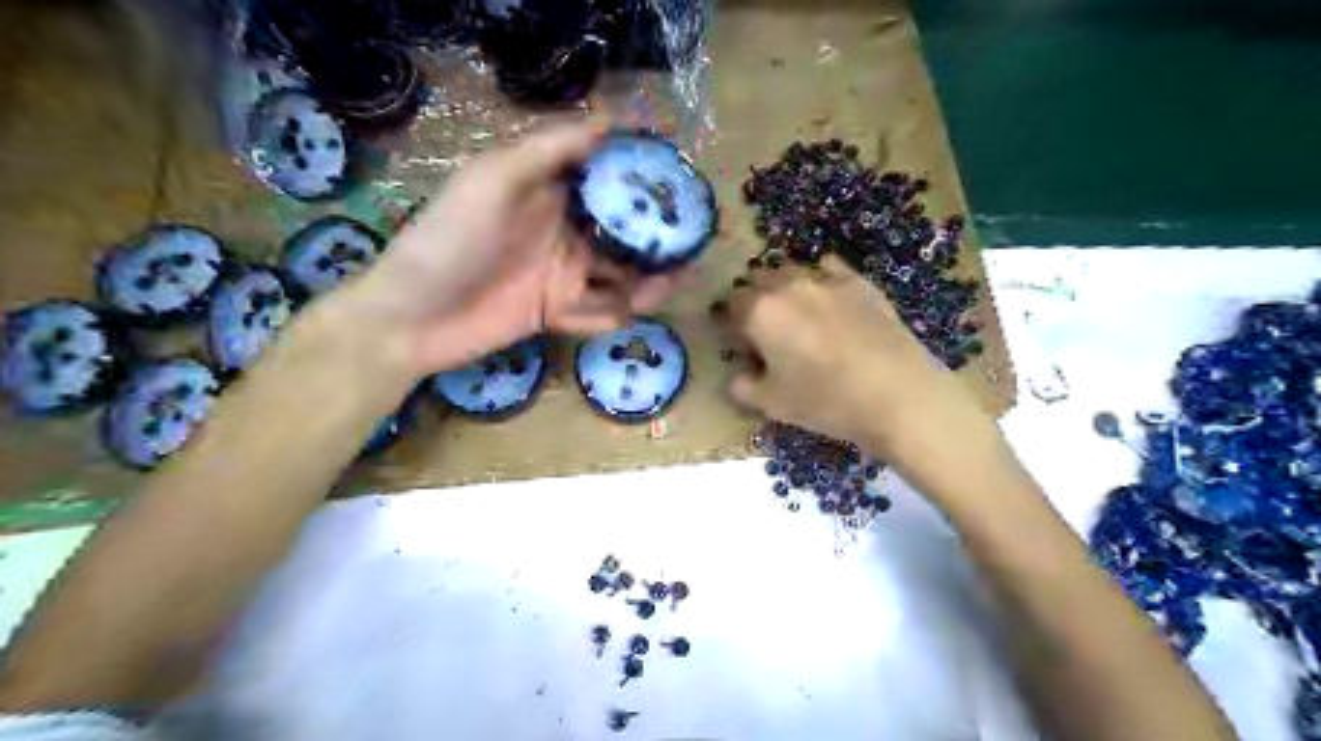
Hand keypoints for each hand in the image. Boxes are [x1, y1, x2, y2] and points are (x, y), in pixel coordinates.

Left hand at [343, 123, 684, 377]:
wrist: (411, 318)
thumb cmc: (449, 240)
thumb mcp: (492, 180)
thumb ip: (548, 148)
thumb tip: (610, 120)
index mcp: (548, 192)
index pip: (606, 178)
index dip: (642, 175)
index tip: (679, 177)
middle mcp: (561, 230)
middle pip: (621, 231)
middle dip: (656, 237)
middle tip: (693, 242)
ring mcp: (560, 275)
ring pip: (618, 275)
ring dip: (648, 280)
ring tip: (674, 281)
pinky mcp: (555, 313)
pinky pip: (596, 313)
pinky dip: (609, 316)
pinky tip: (621, 313)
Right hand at [719, 257, 996, 481]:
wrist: (897, 394)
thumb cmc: (825, 401)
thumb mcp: (772, 404)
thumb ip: (744, 387)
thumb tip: (738, 377)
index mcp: (760, 312)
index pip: (730, 304)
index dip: (728, 321)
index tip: (735, 339)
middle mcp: (788, 286)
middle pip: (759, 280)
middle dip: (754, 298)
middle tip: (763, 327)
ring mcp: (827, 280)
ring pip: (793, 271)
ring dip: (785, 287)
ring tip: (796, 313)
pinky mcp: (860, 283)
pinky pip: (829, 270)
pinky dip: (821, 280)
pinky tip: (830, 302)